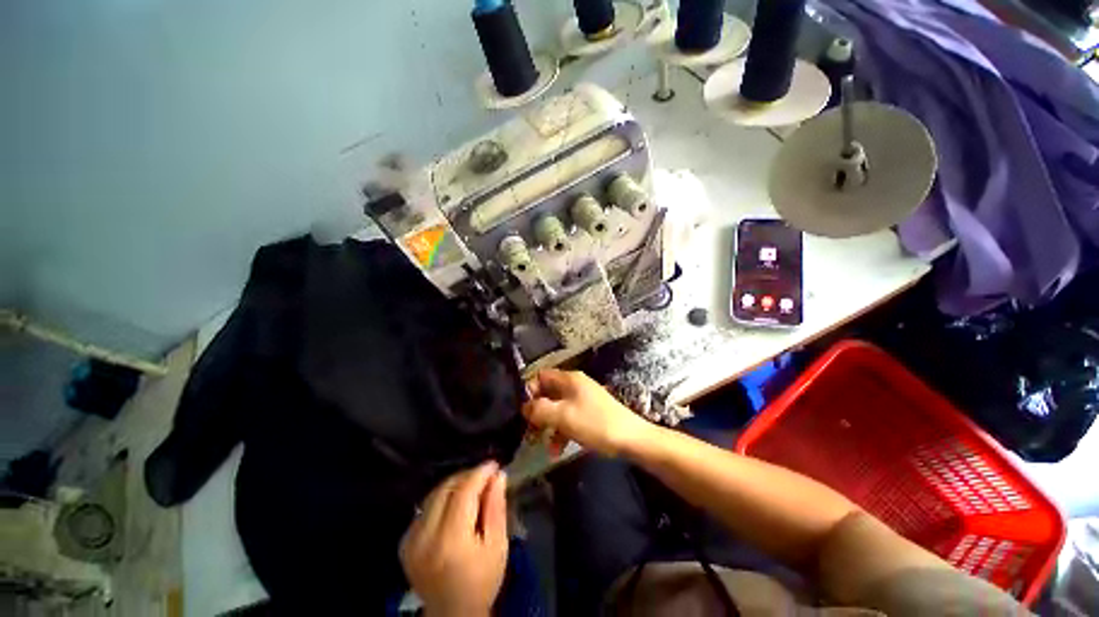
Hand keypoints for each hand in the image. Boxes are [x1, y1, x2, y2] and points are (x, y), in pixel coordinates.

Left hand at [400, 461, 508, 616]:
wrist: (452, 614)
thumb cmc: (482, 581)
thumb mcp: (497, 545)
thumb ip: (496, 507)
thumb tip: (498, 475)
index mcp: (451, 541)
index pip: (463, 492)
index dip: (480, 473)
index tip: (494, 464)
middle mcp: (425, 537)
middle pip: (446, 488)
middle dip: (468, 475)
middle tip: (486, 475)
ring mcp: (410, 540)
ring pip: (434, 494)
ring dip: (455, 484)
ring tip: (474, 486)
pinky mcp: (404, 542)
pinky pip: (425, 507)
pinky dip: (443, 498)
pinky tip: (456, 503)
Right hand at [522, 369, 655, 456]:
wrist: (631, 439)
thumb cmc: (594, 424)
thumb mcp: (562, 417)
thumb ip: (540, 410)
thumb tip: (524, 406)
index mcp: (569, 379)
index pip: (541, 376)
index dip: (530, 391)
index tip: (523, 410)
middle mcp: (575, 385)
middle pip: (548, 393)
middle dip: (537, 412)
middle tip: (527, 430)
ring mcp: (583, 399)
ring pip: (557, 408)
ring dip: (548, 426)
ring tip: (541, 445)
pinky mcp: (589, 413)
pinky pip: (569, 418)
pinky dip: (561, 432)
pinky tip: (558, 451)